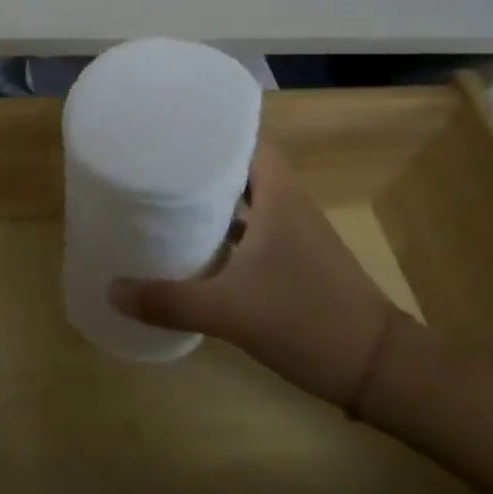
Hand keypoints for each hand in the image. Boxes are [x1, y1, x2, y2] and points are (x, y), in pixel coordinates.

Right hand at [108, 134, 403, 408]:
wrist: (380, 370)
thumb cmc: (306, 319)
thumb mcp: (229, 312)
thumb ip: (168, 301)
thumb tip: (112, 291)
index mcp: (278, 197)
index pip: (249, 139)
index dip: (215, 127)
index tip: (174, 124)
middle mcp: (288, 206)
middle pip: (243, 167)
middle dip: (203, 162)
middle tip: (156, 158)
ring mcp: (295, 236)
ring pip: (249, 201)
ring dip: (215, 197)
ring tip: (167, 194)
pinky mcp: (297, 263)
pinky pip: (254, 231)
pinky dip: (227, 231)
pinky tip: (197, 246)